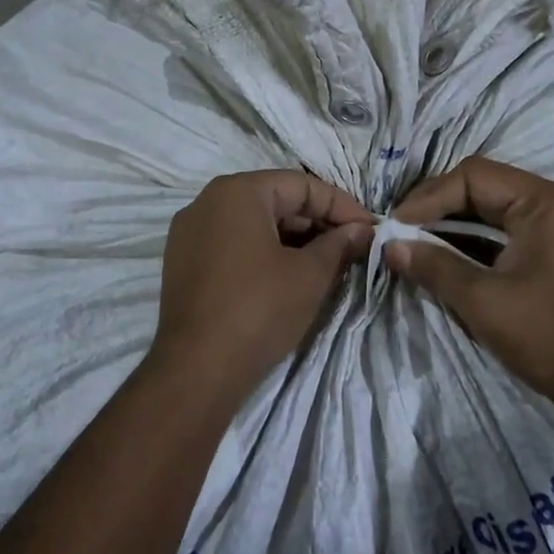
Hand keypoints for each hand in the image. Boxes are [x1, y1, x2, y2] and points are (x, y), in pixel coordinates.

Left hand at [153, 171, 374, 399]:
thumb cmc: (259, 309)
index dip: (341, 206)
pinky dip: (263, 253)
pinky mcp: (183, 263)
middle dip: (316, 223)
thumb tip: (361, 230)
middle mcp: (207, 202)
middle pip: (275, 201)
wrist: (197, 368)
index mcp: (237, 191)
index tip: (371, 230)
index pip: (301, 185)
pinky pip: (232, 245)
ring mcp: (189, 233)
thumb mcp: (310, 274)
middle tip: (352, 249)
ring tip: (326, 265)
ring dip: (292, 240)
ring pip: (253, 224)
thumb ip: (339, 244)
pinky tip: (289, 277)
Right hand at [386, 156, 553, 412]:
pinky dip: (477, 241)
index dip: (428, 197)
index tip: (397, 225)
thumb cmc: (547, 335)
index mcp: (544, 202)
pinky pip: (509, 231)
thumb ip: (434, 266)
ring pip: (495, 210)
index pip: (472, 176)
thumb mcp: (482, 301)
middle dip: (438, 207)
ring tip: (417, 243)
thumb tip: (390, 246)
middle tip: (402, 231)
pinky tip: (447, 257)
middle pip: (484, 187)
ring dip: (455, 224)